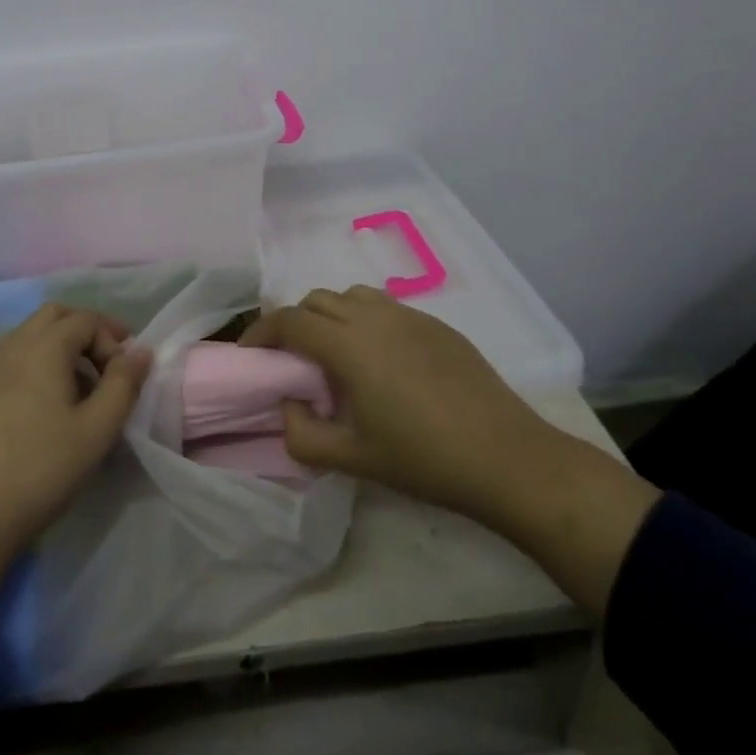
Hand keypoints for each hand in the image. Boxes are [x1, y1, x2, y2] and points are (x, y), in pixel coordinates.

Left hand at [0, 304, 150, 617]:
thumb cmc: (43, 470)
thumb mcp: (98, 430)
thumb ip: (123, 385)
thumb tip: (140, 351)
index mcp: (47, 348)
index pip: (87, 321)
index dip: (112, 341)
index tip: (124, 377)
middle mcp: (13, 348)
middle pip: (53, 316)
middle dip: (85, 330)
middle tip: (106, 365)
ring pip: (20, 333)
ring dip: (51, 341)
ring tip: (71, 375)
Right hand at [242, 285, 658, 614]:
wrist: (506, 456)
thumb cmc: (422, 458)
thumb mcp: (352, 458)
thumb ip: (301, 435)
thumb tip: (287, 406)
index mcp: (348, 345)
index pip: (290, 320)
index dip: (261, 332)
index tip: (249, 354)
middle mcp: (374, 317)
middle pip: (317, 299)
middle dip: (294, 322)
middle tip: (290, 358)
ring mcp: (409, 316)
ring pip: (352, 295)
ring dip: (330, 315)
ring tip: (333, 353)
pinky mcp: (437, 324)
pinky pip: (385, 307)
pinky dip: (364, 319)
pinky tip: (379, 359)